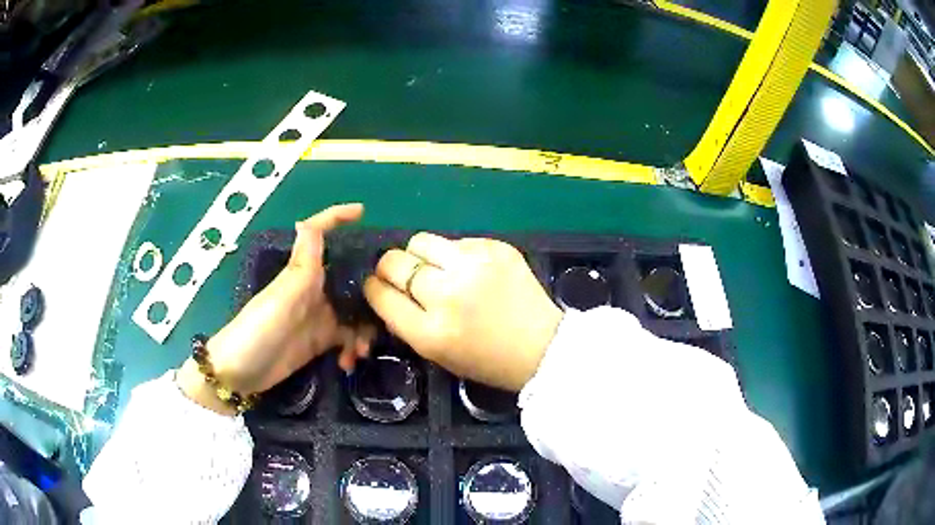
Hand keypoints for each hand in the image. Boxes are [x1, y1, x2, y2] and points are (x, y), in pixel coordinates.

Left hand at [177, 204, 372, 414]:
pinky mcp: (318, 342)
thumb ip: (300, 270)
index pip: (318, 235)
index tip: (363, 211)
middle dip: (370, 291)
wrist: (238, 376)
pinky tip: (348, 363)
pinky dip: (352, 348)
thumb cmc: (255, 333)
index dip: (336, 218)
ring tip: (363, 351)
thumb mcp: (280, 301)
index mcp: (302, 275)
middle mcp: (312, 291)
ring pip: (353, 311)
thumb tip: (308, 222)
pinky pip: (347, 338)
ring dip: (364, 328)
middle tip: (388, 311)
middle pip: (349, 277)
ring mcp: (316, 317)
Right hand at [364, 233, 562, 390]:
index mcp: (430, 332)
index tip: (377, 285)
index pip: (381, 294)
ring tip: (435, 267)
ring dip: (420, 255)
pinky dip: (455, 255)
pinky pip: (456, 242)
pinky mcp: (496, 248)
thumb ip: (406, 323)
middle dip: (389, 267)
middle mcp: (447, 295)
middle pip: (394, 262)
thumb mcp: (437, 354)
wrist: (542, 348)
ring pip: (421, 241)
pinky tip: (471, 271)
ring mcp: (473, 266)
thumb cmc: (486, 361)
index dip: (373, 286)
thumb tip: (386, 292)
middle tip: (402, 273)